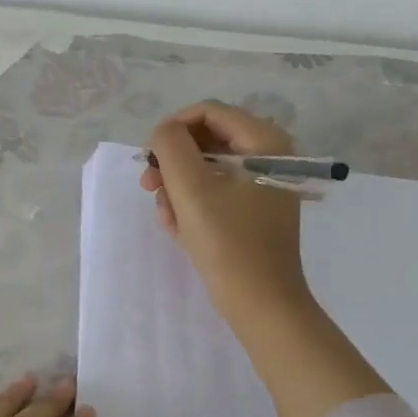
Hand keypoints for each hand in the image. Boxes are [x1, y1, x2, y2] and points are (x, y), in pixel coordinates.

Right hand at [142, 100, 312, 326]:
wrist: (260, 304)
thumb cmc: (228, 242)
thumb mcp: (191, 188)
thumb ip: (171, 146)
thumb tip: (163, 133)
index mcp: (264, 142)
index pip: (208, 112)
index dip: (172, 128)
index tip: (149, 157)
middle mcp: (268, 156)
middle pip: (206, 141)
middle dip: (173, 164)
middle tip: (149, 187)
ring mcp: (261, 186)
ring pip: (205, 170)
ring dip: (178, 190)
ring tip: (168, 218)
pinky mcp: (252, 212)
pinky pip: (213, 194)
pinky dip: (192, 207)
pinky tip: (180, 231)